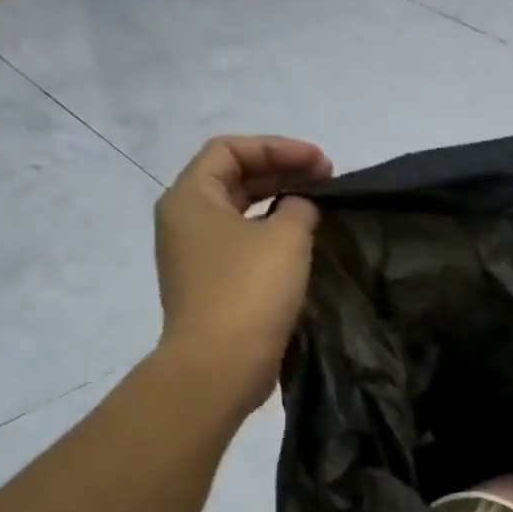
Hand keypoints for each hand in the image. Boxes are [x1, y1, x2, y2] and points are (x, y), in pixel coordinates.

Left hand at [153, 135, 332, 409]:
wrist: (220, 364)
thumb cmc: (250, 291)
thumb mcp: (286, 238)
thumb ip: (299, 207)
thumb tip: (299, 207)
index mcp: (191, 197)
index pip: (230, 150)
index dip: (278, 148)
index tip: (322, 163)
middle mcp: (184, 221)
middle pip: (233, 179)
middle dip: (282, 172)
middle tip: (328, 181)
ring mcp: (194, 256)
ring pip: (240, 214)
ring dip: (279, 204)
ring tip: (319, 209)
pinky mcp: (211, 285)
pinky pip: (242, 245)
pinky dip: (272, 235)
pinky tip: (303, 245)